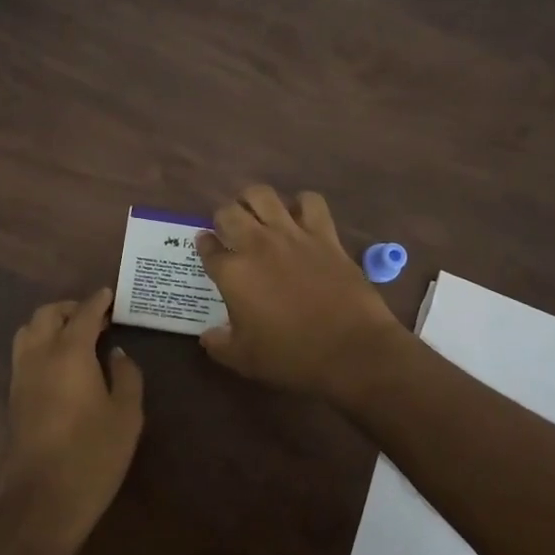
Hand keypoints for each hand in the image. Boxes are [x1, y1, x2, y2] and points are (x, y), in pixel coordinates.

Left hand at [0, 289, 144, 554]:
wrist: (41, 499)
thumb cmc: (92, 454)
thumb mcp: (126, 415)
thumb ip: (126, 376)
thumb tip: (118, 353)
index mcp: (70, 351)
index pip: (84, 313)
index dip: (99, 301)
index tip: (111, 296)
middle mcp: (39, 354)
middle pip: (48, 314)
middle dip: (72, 308)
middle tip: (97, 317)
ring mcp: (21, 375)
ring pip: (30, 330)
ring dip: (51, 323)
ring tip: (76, 336)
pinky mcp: (13, 396)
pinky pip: (24, 352)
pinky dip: (41, 342)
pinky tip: (61, 362)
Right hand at [195, 186, 406, 400]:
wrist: (350, 349)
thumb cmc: (292, 356)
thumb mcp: (244, 360)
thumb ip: (219, 344)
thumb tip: (208, 336)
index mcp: (233, 273)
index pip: (207, 248)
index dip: (204, 245)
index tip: (206, 246)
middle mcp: (257, 244)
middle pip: (229, 212)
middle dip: (223, 217)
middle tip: (229, 230)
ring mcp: (292, 235)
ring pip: (263, 195)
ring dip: (253, 200)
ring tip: (256, 212)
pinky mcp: (324, 234)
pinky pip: (311, 202)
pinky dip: (302, 203)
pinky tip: (299, 215)